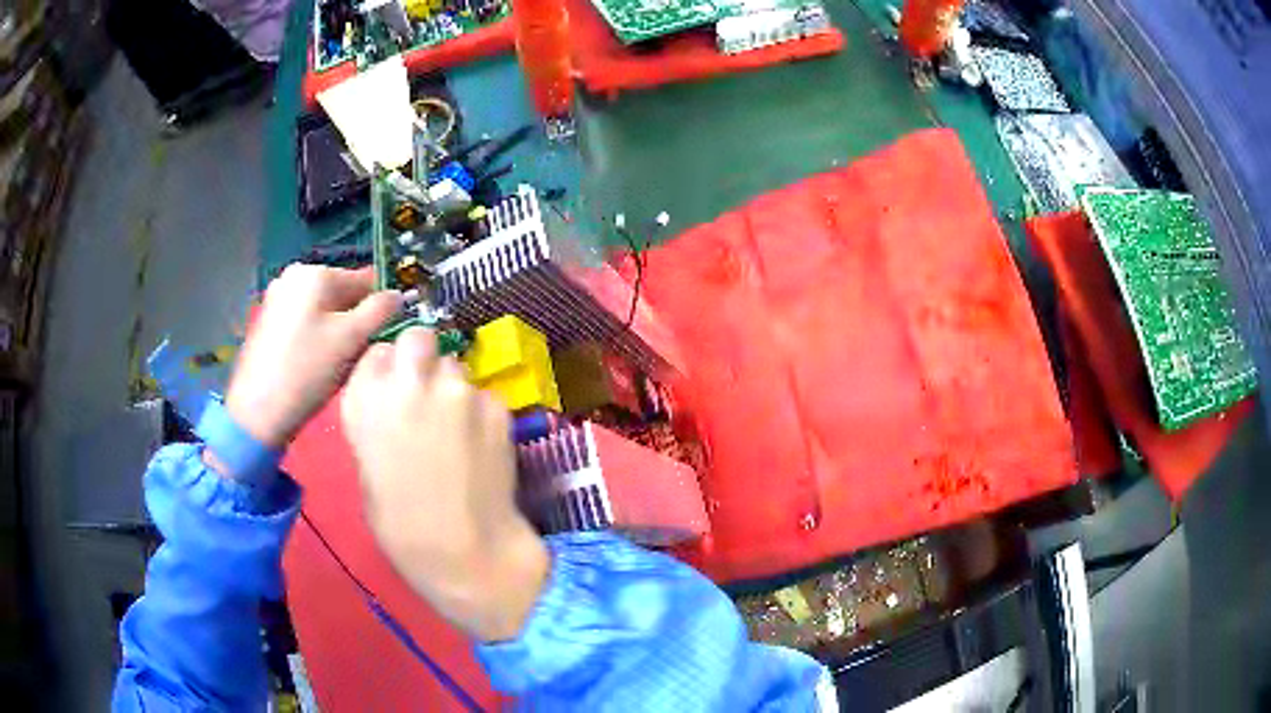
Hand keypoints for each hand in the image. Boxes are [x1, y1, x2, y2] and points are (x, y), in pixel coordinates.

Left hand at [225, 264, 402, 449]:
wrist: (257, 411)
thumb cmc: (306, 370)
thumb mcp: (351, 339)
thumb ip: (380, 311)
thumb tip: (398, 295)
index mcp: (315, 273)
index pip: (365, 278)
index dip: (382, 304)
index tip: (389, 333)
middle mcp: (294, 277)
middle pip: (343, 294)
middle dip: (357, 320)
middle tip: (362, 354)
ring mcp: (279, 299)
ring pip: (326, 310)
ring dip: (340, 332)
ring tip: (340, 364)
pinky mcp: (270, 322)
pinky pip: (307, 321)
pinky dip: (319, 337)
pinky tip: (319, 365)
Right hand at [341, 327, 548, 641]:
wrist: (464, 552)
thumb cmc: (402, 528)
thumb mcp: (368, 471)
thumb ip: (376, 423)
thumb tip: (391, 405)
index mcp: (365, 402)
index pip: (376, 352)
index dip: (387, 368)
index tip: (393, 389)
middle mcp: (407, 384)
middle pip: (418, 337)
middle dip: (421, 355)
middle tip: (427, 390)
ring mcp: (456, 390)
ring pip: (456, 365)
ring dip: (453, 385)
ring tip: (456, 427)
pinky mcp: (495, 405)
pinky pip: (484, 394)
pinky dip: (481, 411)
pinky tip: (481, 445)